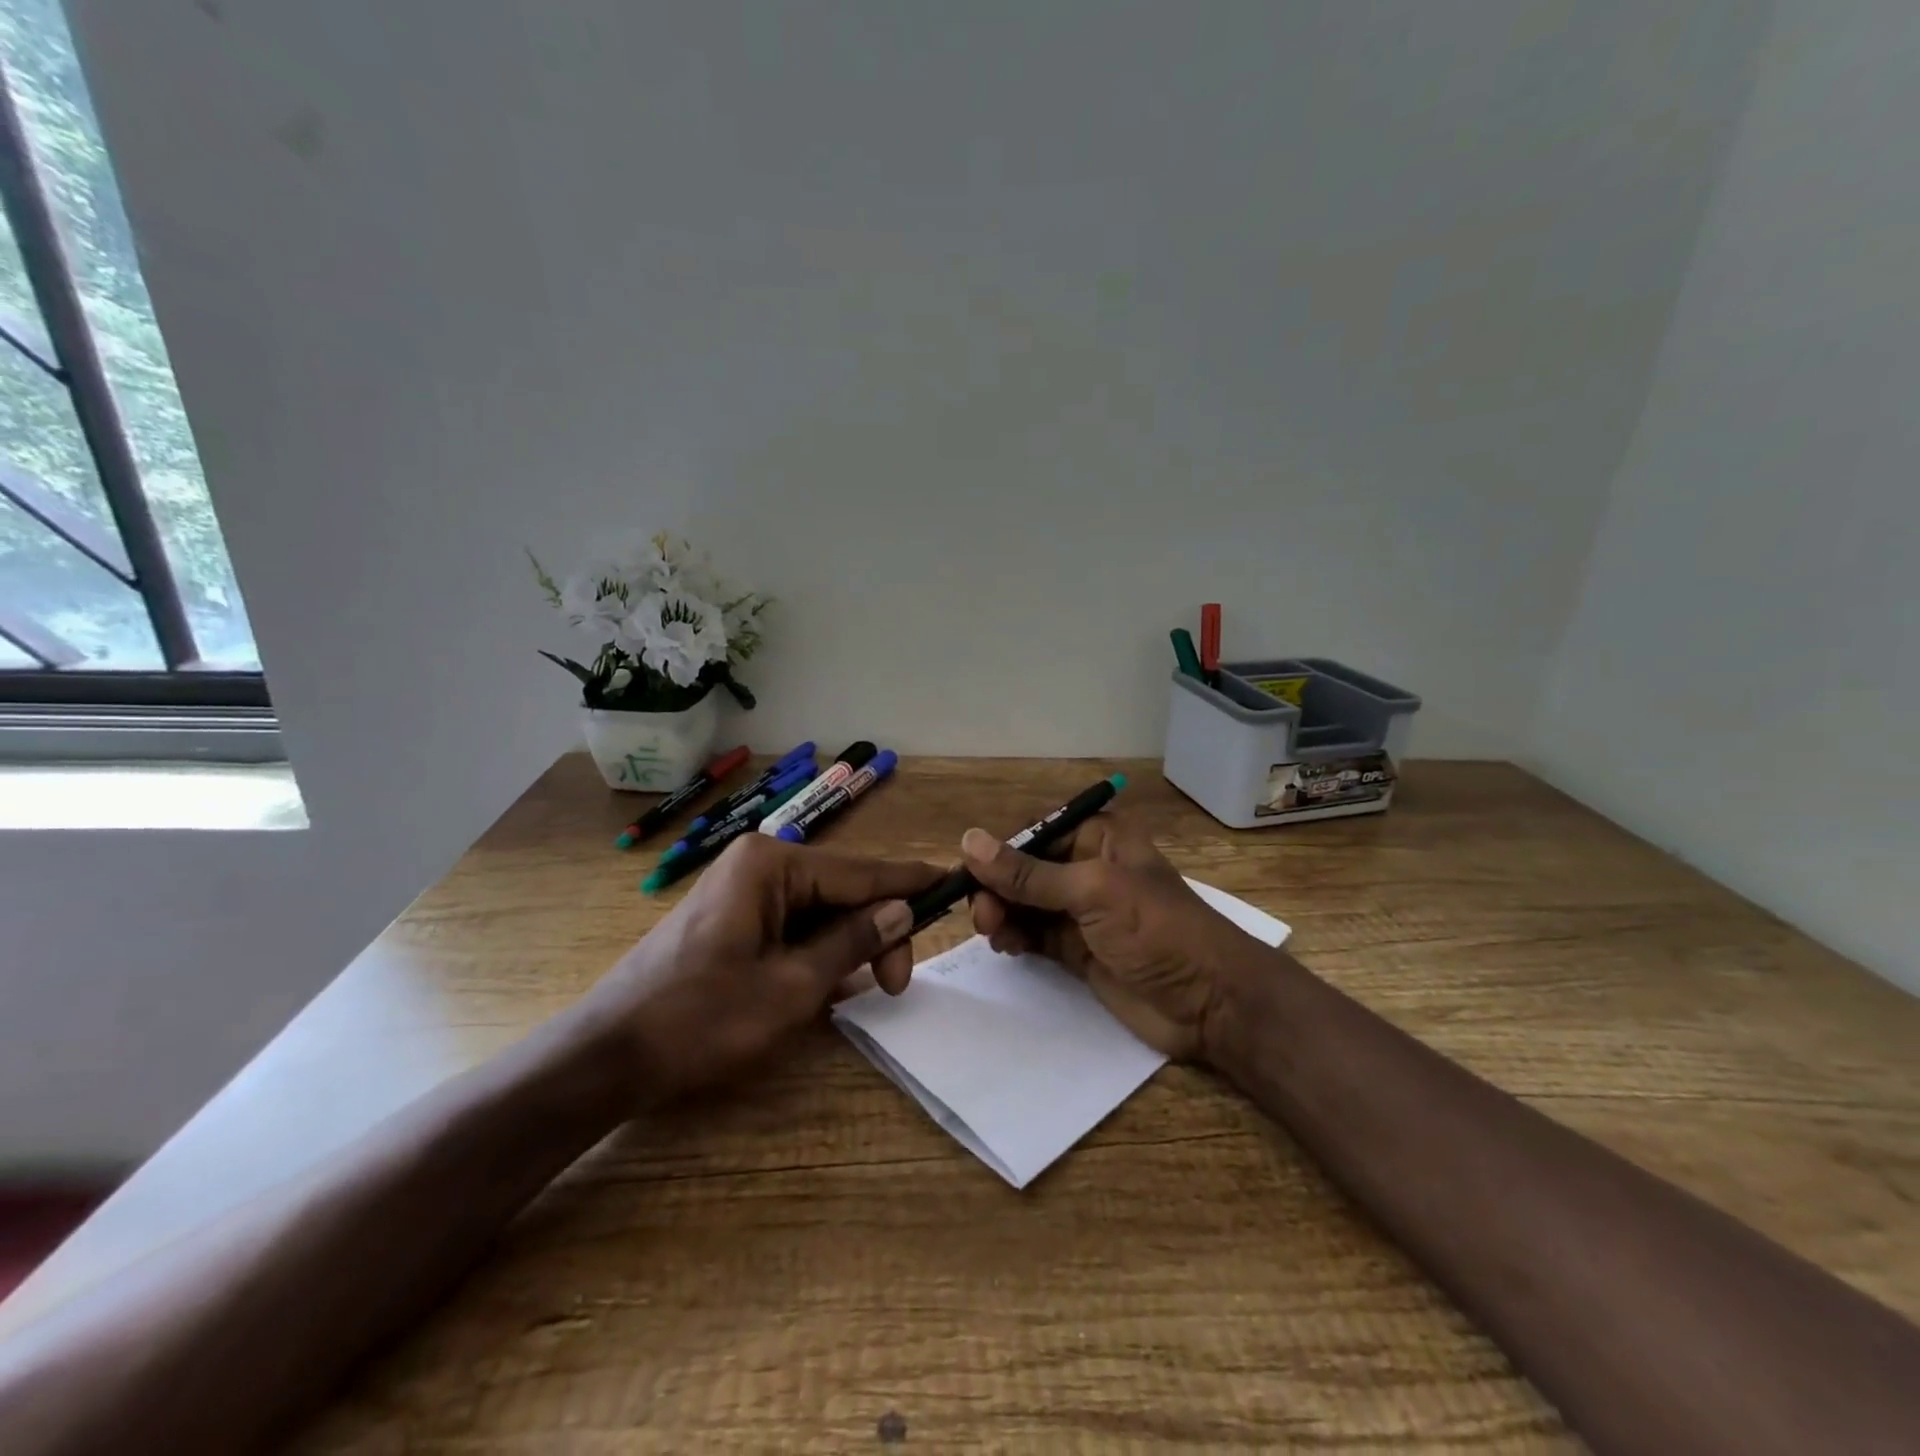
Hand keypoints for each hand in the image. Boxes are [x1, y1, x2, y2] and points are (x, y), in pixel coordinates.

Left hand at [588, 835, 943, 1103]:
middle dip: (874, 931)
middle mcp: (759, 865)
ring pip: (820, 912)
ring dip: (847, 947)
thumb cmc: (702, 1018)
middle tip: (895, 984)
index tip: (953, 883)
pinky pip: (793, 928)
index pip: (859, 871)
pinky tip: (833, 984)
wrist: (607, 1056)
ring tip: (871, 987)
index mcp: (772, 864)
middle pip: (841, 891)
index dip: (908, 883)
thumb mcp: (793, 986)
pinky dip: (818, 954)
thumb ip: (853, 941)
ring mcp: (743, 892)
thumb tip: (903, 910)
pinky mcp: (733, 921)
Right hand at [962, 814, 1258, 1058]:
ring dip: (1002, 913)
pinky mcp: (1077, 948)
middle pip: (1024, 870)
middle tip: (982, 916)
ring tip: (993, 932)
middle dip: (998, 888)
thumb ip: (1028, 873)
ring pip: (1024, 903)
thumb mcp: (1091, 892)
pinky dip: (1015, 937)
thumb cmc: (1156, 929)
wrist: (1209, 1002)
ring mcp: (1082, 911)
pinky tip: (1007, 946)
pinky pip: (1034, 934)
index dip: (999, 853)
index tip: (968, 877)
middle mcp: (1087, 867)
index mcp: (1098, 837)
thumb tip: (968, 840)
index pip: (1034, 834)